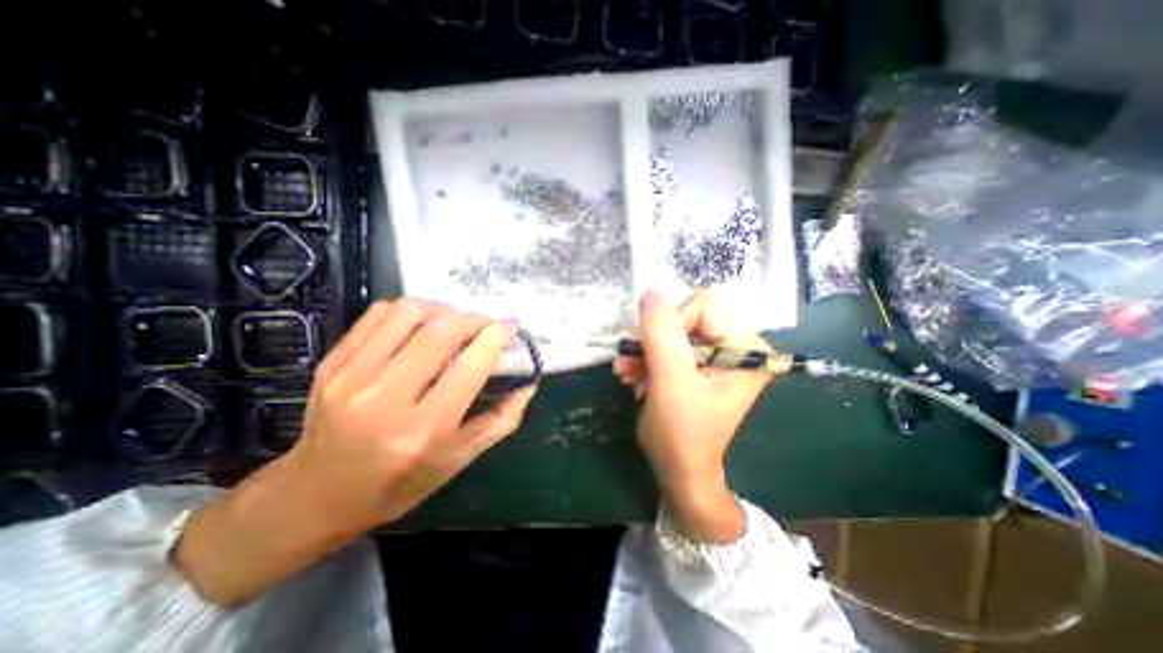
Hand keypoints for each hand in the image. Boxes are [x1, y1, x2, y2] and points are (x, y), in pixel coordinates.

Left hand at [294, 298, 538, 530]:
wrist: (317, 495)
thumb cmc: (399, 483)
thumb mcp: (459, 460)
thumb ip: (502, 420)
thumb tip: (529, 383)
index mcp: (423, 430)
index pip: (469, 366)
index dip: (496, 336)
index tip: (511, 326)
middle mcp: (385, 399)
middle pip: (441, 331)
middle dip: (473, 319)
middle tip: (484, 327)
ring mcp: (352, 376)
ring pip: (410, 312)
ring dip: (443, 311)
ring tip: (453, 325)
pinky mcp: (333, 362)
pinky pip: (380, 314)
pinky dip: (411, 312)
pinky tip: (420, 327)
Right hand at [611, 288, 774, 540]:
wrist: (679, 471)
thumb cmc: (682, 434)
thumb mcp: (671, 382)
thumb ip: (662, 336)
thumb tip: (651, 293)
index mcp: (747, 348)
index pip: (705, 305)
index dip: (671, 323)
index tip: (651, 352)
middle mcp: (736, 346)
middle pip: (686, 317)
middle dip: (653, 340)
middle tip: (630, 362)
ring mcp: (716, 355)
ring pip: (672, 331)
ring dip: (645, 351)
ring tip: (626, 373)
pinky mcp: (698, 365)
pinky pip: (668, 346)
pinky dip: (648, 359)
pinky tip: (635, 378)